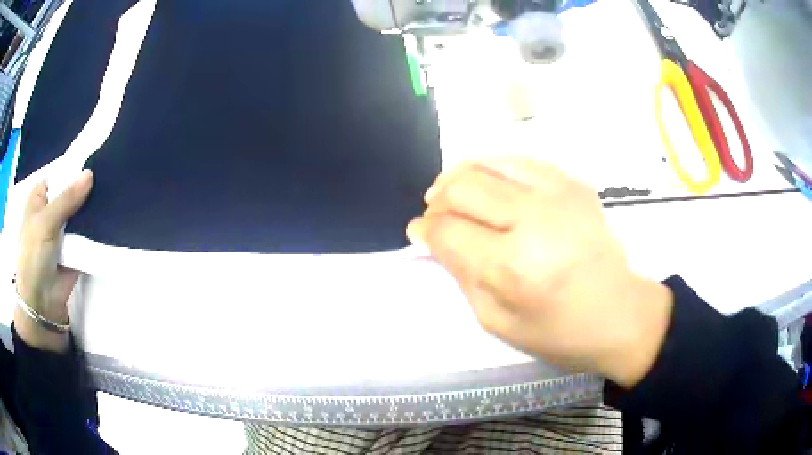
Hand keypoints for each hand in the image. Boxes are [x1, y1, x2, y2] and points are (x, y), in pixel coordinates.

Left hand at [15, 170, 93, 351]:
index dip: (73, 168)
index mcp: (40, 199)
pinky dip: (96, 226)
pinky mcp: (76, 247)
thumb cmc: (34, 256)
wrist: (42, 302)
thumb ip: (66, 199)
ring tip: (114, 192)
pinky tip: (111, 215)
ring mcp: (64, 230)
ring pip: (81, 211)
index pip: (59, 175)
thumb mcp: (45, 223)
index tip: (94, 160)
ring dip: (92, 206)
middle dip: (86, 187)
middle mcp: (52, 210)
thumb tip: (90, 174)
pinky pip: (87, 232)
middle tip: (108, 174)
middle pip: (71, 192)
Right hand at [407, 157, 671, 387]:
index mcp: (514, 266)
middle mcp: (535, 219)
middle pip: (463, 186)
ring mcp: (559, 193)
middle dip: (438, 200)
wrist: (619, 313)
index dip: (425, 229)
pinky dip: (493, 169)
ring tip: (454, 195)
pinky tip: (490, 188)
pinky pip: (518, 160)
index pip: (449, 230)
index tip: (418, 232)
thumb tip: (429, 235)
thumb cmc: (558, 331)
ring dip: (460, 177)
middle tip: (437, 216)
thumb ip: (460, 274)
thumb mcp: (496, 320)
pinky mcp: (573, 183)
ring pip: (487, 162)